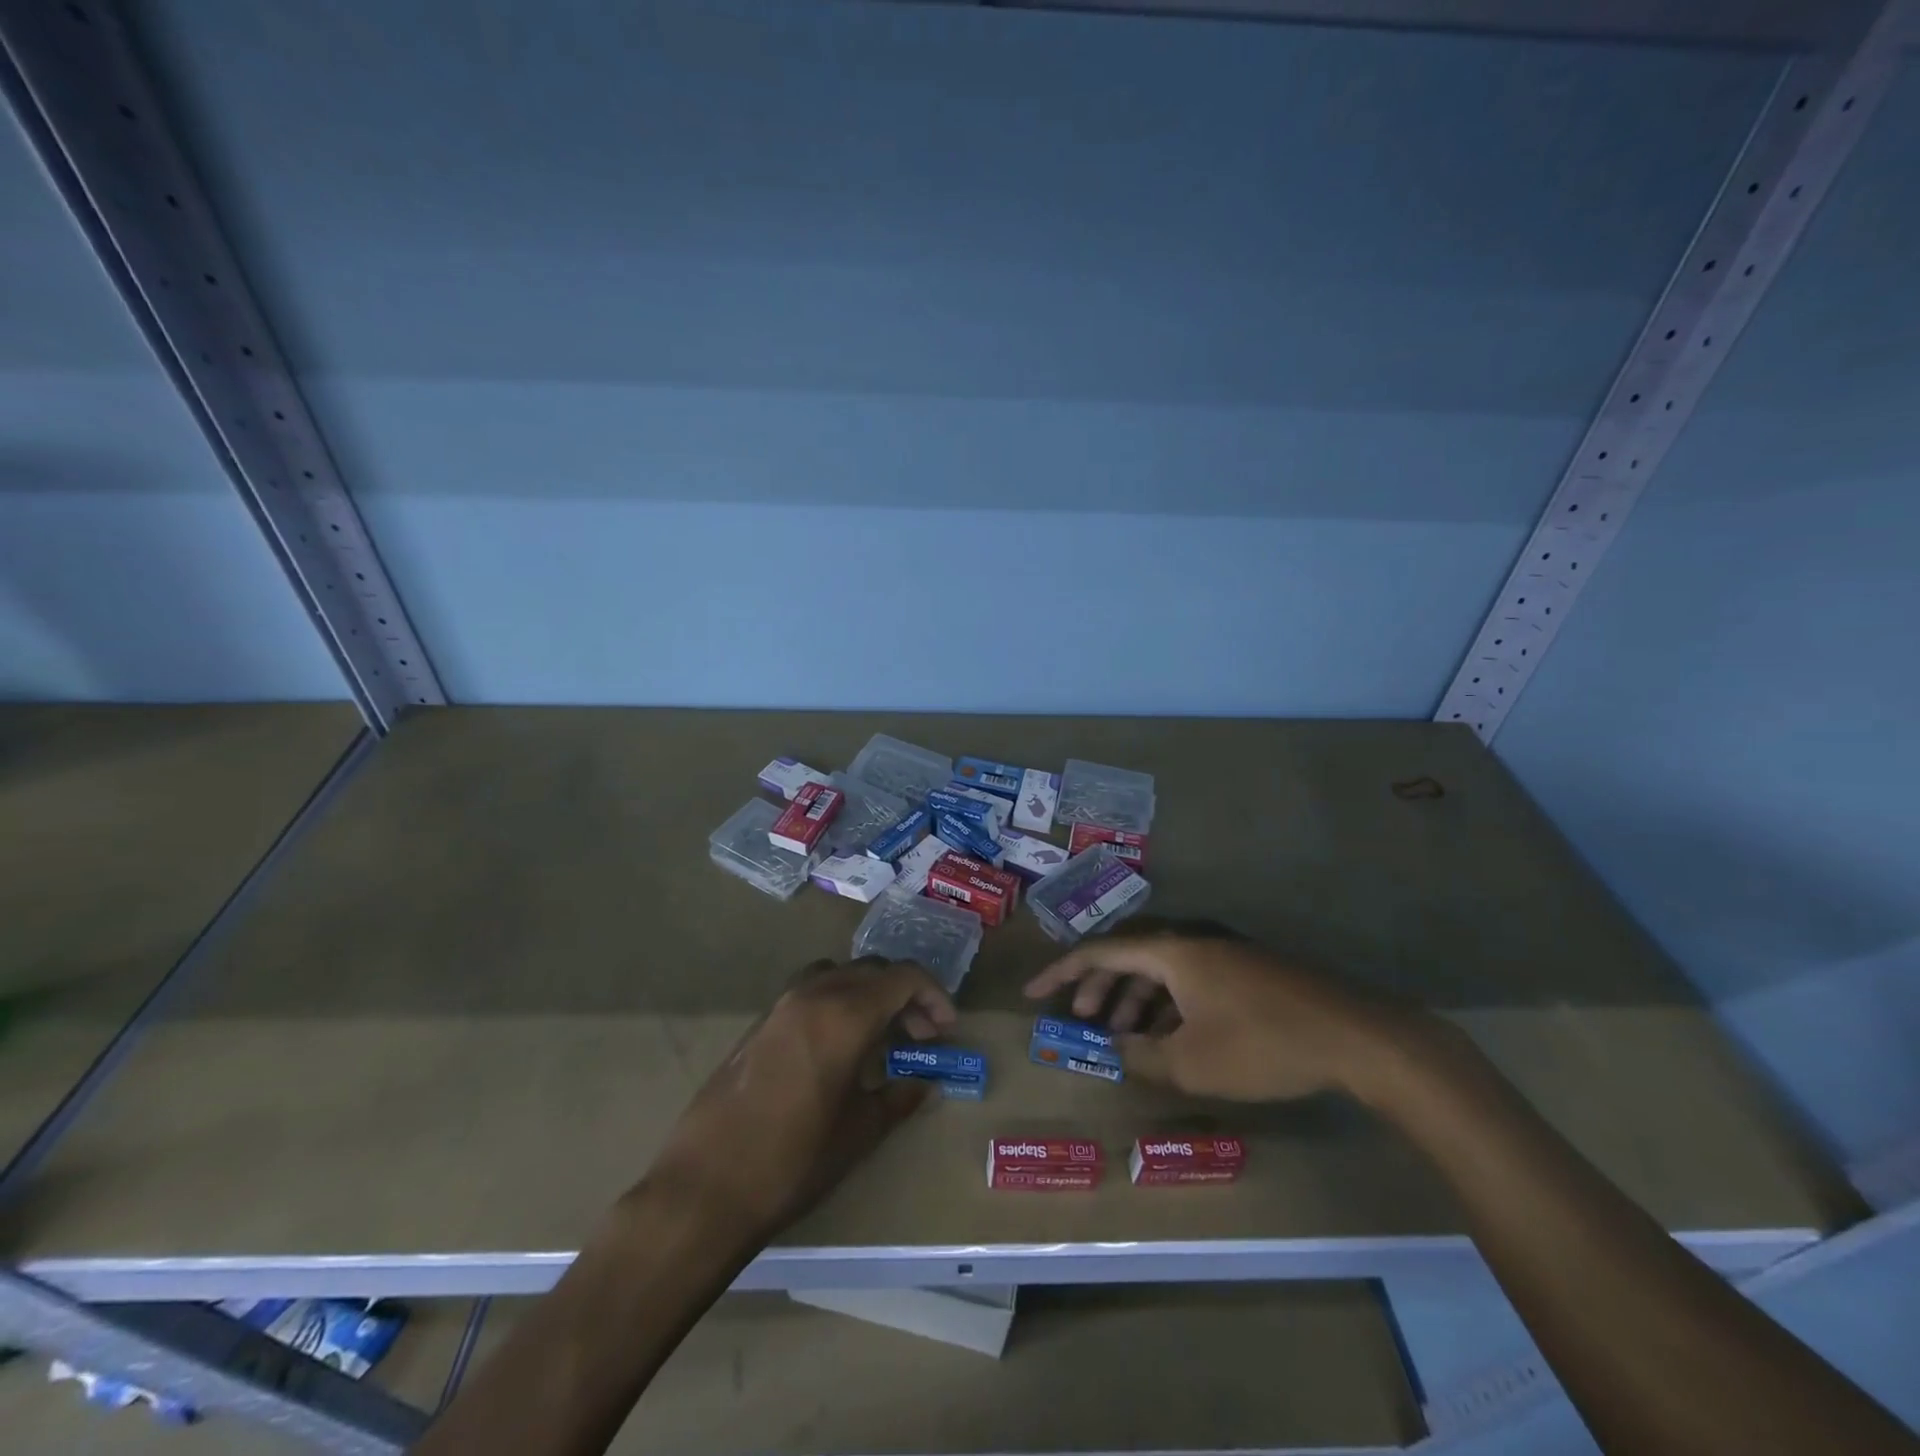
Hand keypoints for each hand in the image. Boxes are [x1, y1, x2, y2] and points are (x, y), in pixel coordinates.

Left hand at [645, 957, 955, 1240]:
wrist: (705, 1186)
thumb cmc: (793, 1161)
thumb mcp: (859, 1133)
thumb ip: (898, 1098)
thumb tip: (923, 1083)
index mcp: (845, 1014)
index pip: (902, 977)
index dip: (933, 995)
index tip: (946, 1028)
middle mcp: (814, 994)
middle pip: (872, 970)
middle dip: (904, 995)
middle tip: (920, 1035)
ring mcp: (781, 1004)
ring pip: (839, 974)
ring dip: (868, 993)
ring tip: (879, 1035)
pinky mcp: (760, 1023)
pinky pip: (811, 991)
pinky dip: (837, 1002)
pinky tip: (837, 1047)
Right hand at [1023, 919, 1420, 1102]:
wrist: (1355, 1037)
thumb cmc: (1262, 1045)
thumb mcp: (1192, 1063)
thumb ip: (1141, 1057)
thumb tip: (1112, 1051)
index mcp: (1172, 952)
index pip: (1101, 951)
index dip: (1062, 972)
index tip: (1035, 994)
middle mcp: (1193, 942)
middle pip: (1130, 957)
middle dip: (1100, 989)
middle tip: (1083, 1023)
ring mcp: (1224, 955)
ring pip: (1162, 971)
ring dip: (1135, 1001)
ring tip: (1125, 1038)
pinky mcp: (1248, 973)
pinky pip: (1190, 982)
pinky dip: (1168, 1006)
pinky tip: (1172, 1038)